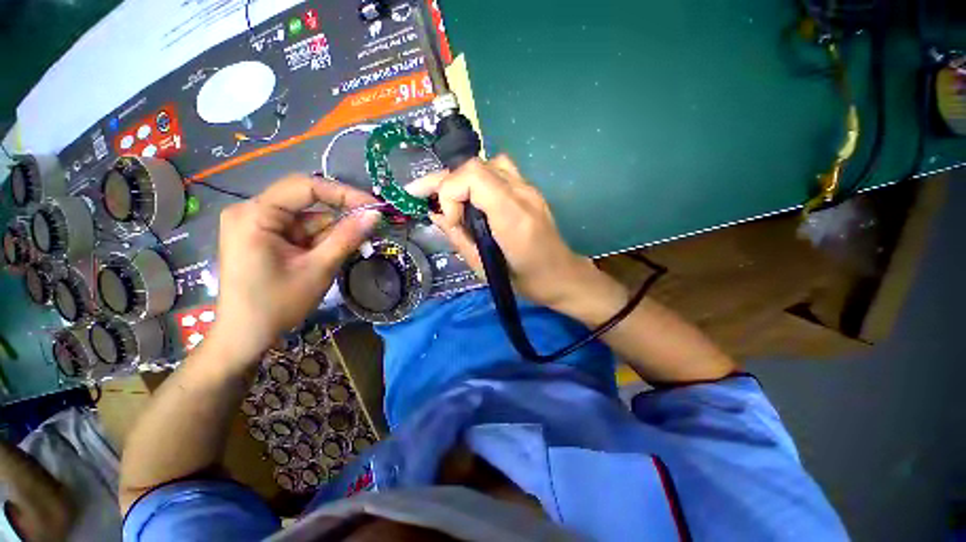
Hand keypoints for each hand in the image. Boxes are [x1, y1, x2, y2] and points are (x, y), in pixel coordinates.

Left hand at [207, 175, 379, 368]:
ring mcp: (255, 224)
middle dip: (339, 216)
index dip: (344, 193)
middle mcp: (251, 211)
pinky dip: (320, 240)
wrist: (245, 337)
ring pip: (306, 217)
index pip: (305, 187)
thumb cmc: (277, 304)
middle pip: (306, 201)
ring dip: (331, 232)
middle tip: (370, 227)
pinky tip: (331, 254)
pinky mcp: (263, 237)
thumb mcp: (319, 268)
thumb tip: (375, 214)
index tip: (374, 207)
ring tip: (351, 249)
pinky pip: (299, 230)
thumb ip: (348, 237)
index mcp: (255, 214)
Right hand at [413, 156, 613, 311]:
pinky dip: (479, 179)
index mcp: (512, 216)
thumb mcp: (485, 268)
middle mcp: (523, 194)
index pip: (472, 176)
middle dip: (446, 182)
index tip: (452, 222)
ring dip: (463, 179)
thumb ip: (459, 238)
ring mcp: (530, 188)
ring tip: (451, 199)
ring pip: (487, 163)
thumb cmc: (526, 281)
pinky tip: (475, 198)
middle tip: (422, 194)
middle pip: (476, 165)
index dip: (450, 193)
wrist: (562, 275)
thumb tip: (436, 215)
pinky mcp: (531, 190)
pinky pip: (500, 170)